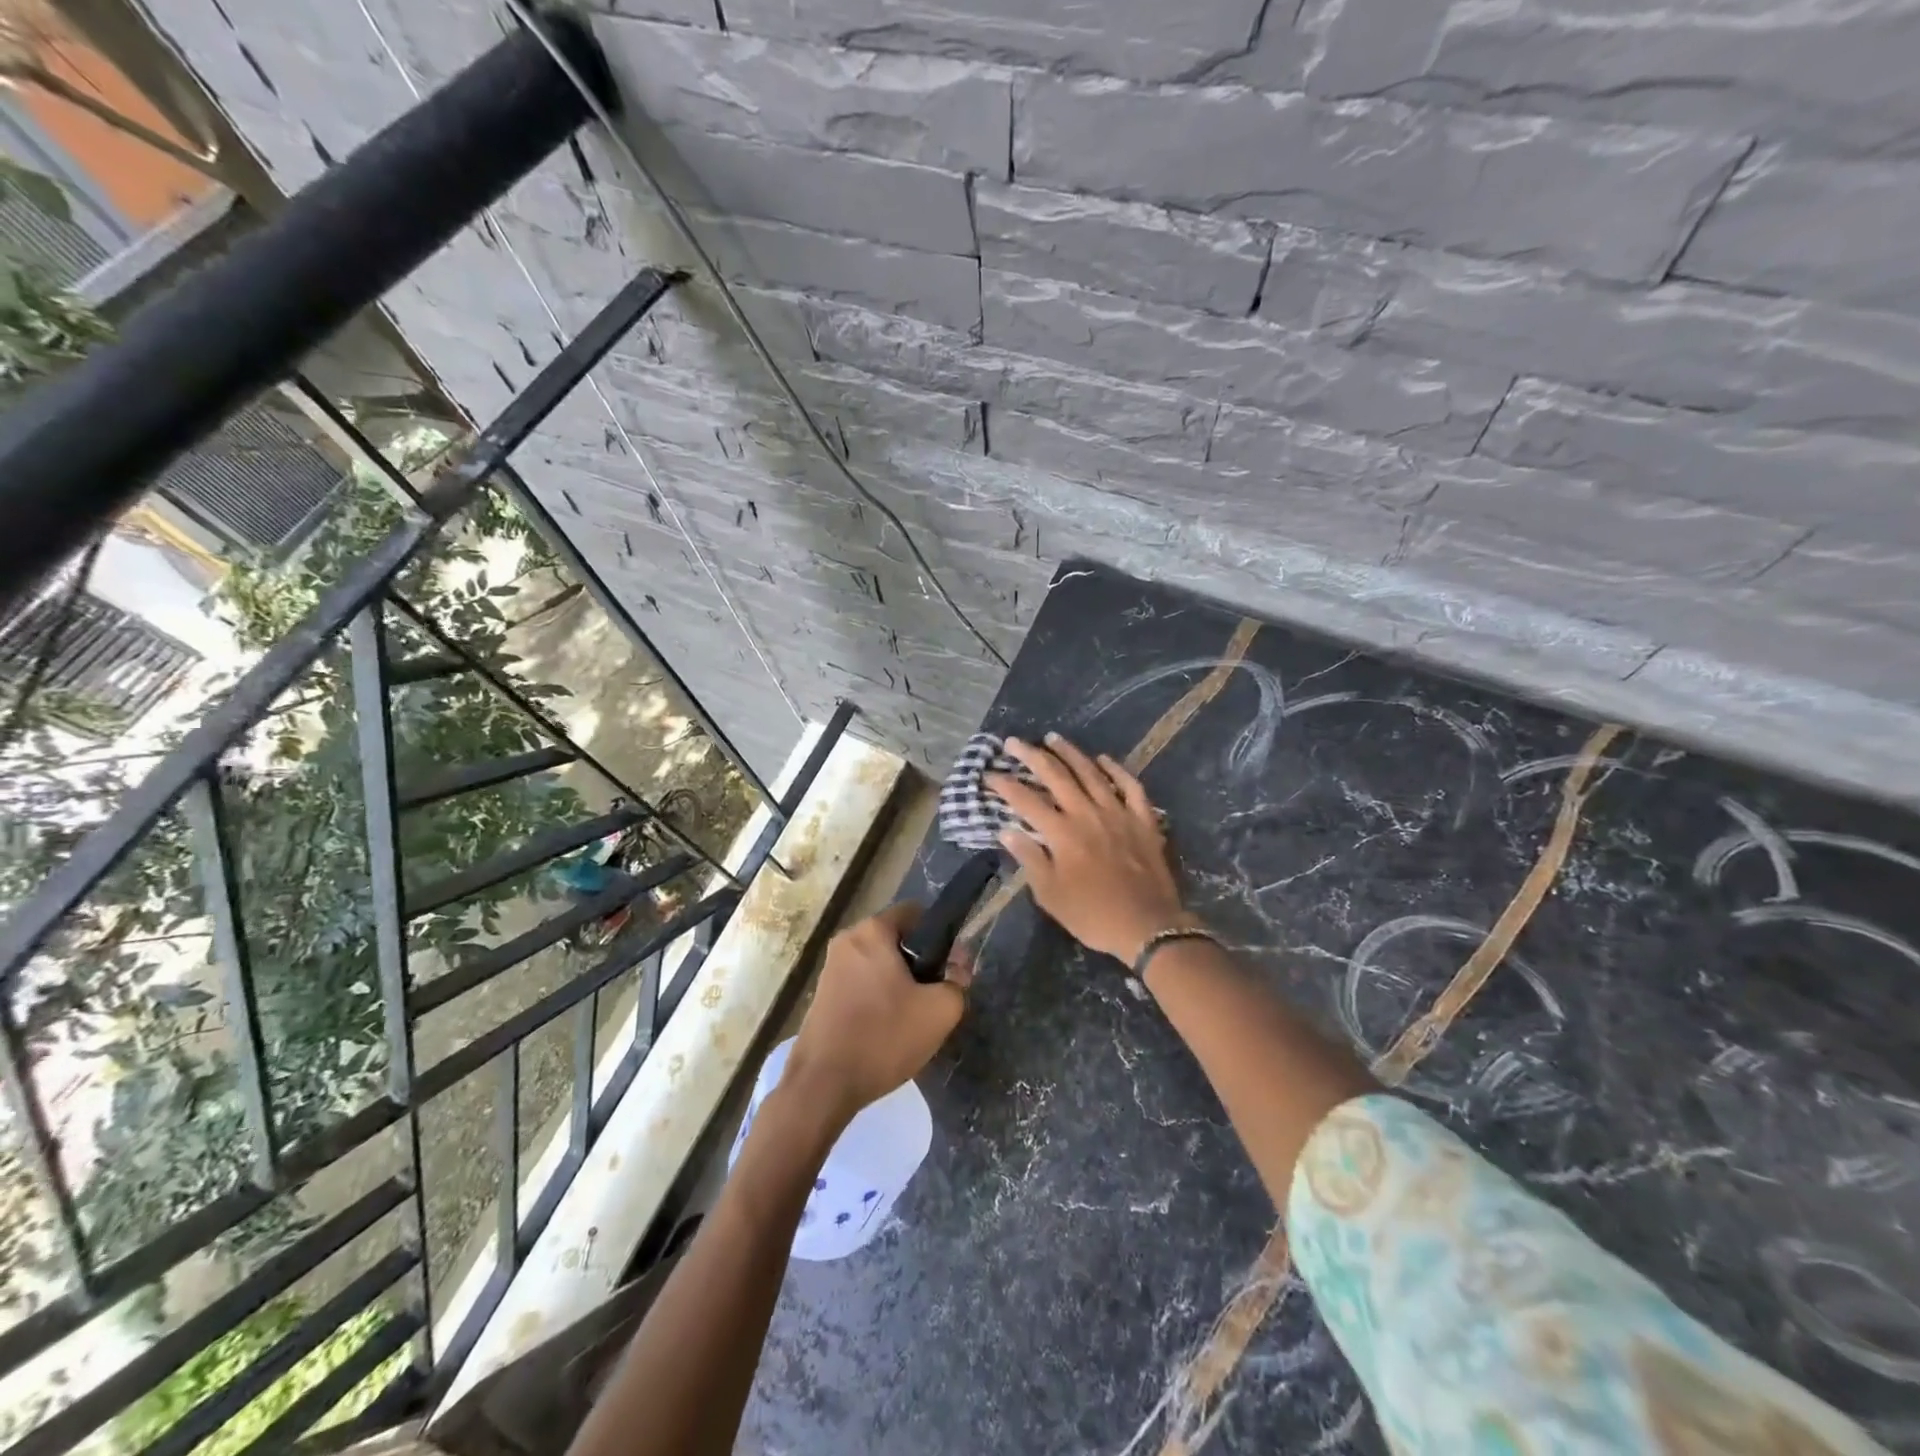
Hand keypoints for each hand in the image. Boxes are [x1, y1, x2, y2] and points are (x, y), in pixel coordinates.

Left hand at [785, 903, 970, 1123]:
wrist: (823, 1086)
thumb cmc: (884, 1038)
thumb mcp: (939, 1011)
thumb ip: (957, 981)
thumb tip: (958, 966)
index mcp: (872, 931)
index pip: (915, 913)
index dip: (940, 936)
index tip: (949, 968)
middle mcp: (847, 940)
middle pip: (896, 940)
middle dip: (919, 963)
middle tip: (934, 997)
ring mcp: (830, 968)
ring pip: (878, 964)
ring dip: (898, 984)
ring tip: (911, 1018)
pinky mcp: (821, 995)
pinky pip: (860, 984)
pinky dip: (877, 998)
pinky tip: (886, 1031)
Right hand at [986, 734, 1193, 965]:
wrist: (1147, 926)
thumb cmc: (1092, 915)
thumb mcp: (1050, 894)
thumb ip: (1029, 858)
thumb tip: (1007, 830)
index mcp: (1062, 833)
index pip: (1025, 800)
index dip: (1004, 785)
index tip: (989, 775)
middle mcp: (1087, 813)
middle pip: (1055, 775)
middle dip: (1031, 756)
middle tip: (1014, 742)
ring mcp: (1118, 813)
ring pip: (1091, 773)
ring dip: (1070, 753)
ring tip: (1053, 738)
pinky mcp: (1143, 820)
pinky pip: (1130, 786)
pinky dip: (1116, 770)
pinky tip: (1104, 759)